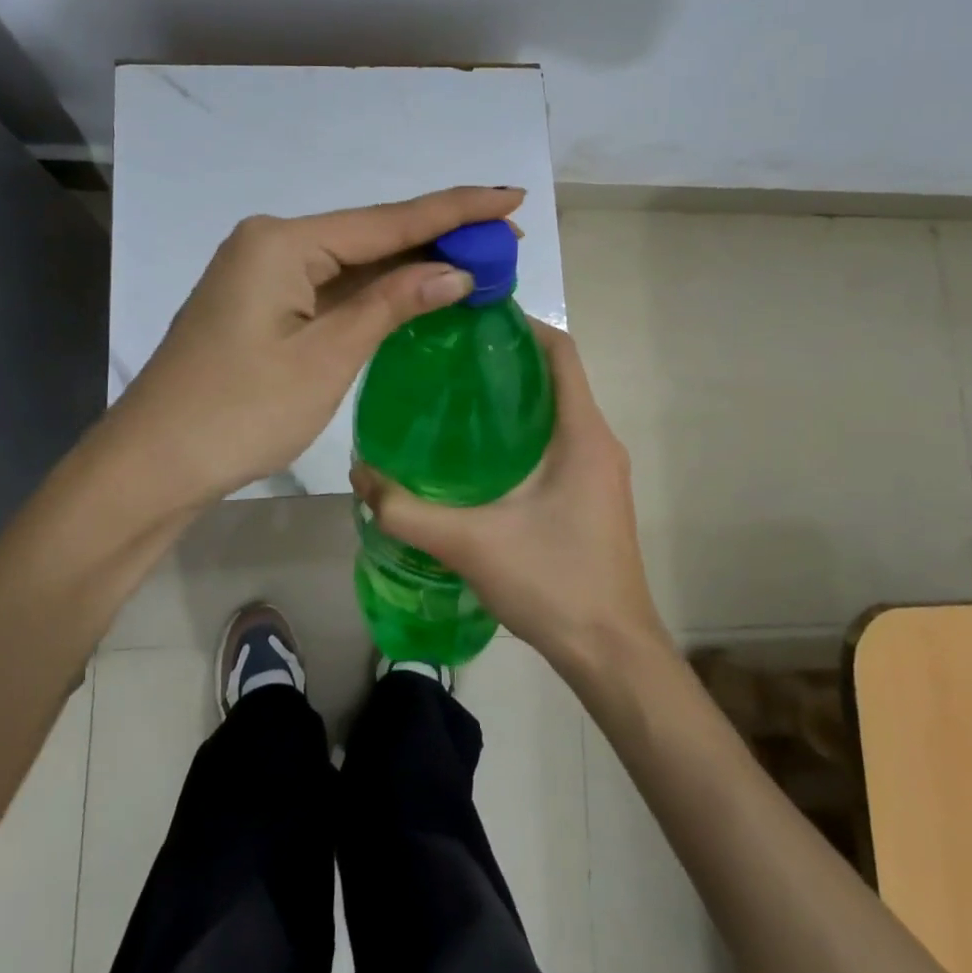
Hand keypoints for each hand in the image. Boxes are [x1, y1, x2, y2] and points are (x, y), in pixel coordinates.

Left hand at [97, 186, 525, 511]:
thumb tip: (455, 270)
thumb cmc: (240, 412)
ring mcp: (263, 273)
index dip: (455, 210)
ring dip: (411, 264)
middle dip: (439, 236)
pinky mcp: (261, 304)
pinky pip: (331, 286)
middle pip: (371, 235)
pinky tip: (418, 290)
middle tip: (507, 238)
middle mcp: (272, 242)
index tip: (510, 197)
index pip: (388, 221)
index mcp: (283, 241)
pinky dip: (376, 291)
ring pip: (352, 262)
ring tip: (479, 258)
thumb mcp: (326, 357)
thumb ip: (391, 304)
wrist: (153, 464)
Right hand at [350, 321, 667, 677]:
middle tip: (446, 359)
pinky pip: (558, 442)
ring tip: (453, 399)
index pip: (560, 350)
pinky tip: (477, 455)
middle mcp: (599, 441)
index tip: (470, 318)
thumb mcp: (471, 543)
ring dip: (512, 398)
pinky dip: (522, 432)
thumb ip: (407, 510)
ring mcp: (600, 470)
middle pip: (554, 376)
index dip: (521, 324)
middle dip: (504, 360)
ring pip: (556, 411)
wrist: (612, 654)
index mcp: (582, 433)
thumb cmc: (554, 582)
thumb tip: (359, 473)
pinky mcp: (593, 495)